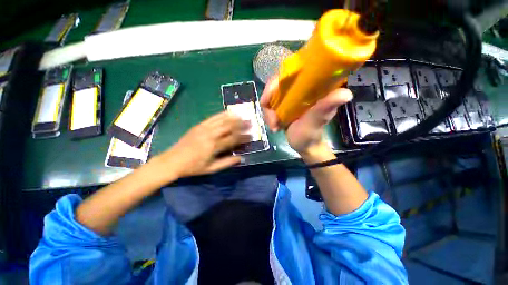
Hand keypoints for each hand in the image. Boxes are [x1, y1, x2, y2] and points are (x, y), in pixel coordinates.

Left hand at [149, 112, 248, 179]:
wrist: (172, 161)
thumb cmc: (193, 167)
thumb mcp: (211, 169)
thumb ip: (227, 163)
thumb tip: (241, 158)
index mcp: (214, 147)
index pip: (233, 139)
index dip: (243, 137)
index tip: (251, 136)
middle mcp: (210, 135)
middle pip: (229, 127)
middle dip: (241, 124)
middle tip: (250, 122)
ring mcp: (204, 128)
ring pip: (222, 120)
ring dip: (234, 118)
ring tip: (243, 116)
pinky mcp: (199, 125)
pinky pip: (213, 117)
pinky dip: (222, 114)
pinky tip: (229, 112)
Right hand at [260, 77, 352, 155]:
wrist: (303, 145)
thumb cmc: (310, 134)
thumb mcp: (316, 121)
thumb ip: (325, 108)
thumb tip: (346, 94)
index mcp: (313, 86)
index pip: (291, 71)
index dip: (276, 82)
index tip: (268, 100)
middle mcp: (300, 87)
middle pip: (276, 84)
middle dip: (269, 102)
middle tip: (272, 120)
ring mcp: (290, 96)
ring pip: (270, 95)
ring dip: (268, 112)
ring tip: (274, 126)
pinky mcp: (283, 104)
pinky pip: (269, 104)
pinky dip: (268, 115)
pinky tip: (273, 125)